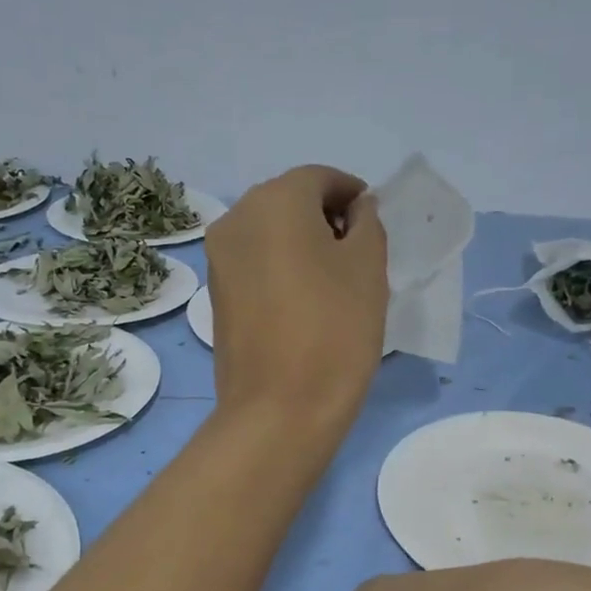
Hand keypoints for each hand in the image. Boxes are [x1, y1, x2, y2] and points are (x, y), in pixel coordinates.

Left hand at [204, 166, 387, 427]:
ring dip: (302, 243)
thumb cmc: (334, 331)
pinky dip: (280, 266)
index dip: (352, 194)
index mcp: (274, 201)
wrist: (279, 411)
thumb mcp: (368, 268)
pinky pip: (255, 262)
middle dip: (325, 217)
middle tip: (357, 253)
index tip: (373, 223)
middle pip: (289, 201)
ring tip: (333, 282)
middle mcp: (236, 218)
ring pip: (269, 232)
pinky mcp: (216, 294)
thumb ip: (367, 223)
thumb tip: (355, 210)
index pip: (320, 179)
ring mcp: (219, 258)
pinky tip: (304, 302)